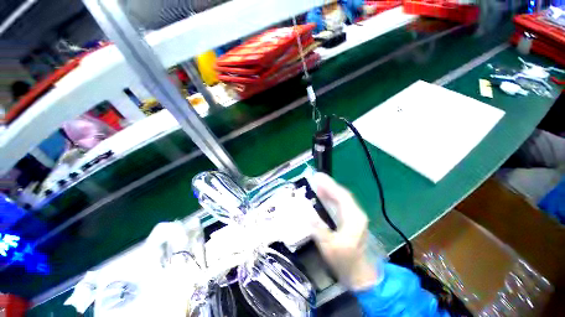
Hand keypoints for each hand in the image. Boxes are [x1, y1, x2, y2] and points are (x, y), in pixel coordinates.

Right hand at [310, 173, 378, 289]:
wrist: (360, 275)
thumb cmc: (344, 262)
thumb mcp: (329, 247)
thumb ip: (318, 229)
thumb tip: (306, 213)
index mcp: (354, 218)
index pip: (341, 196)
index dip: (329, 185)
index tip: (317, 177)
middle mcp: (356, 213)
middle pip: (342, 194)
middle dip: (328, 185)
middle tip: (315, 178)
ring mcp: (355, 216)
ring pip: (341, 198)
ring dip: (329, 190)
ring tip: (317, 184)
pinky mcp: (352, 219)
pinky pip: (341, 203)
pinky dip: (331, 197)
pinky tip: (323, 196)